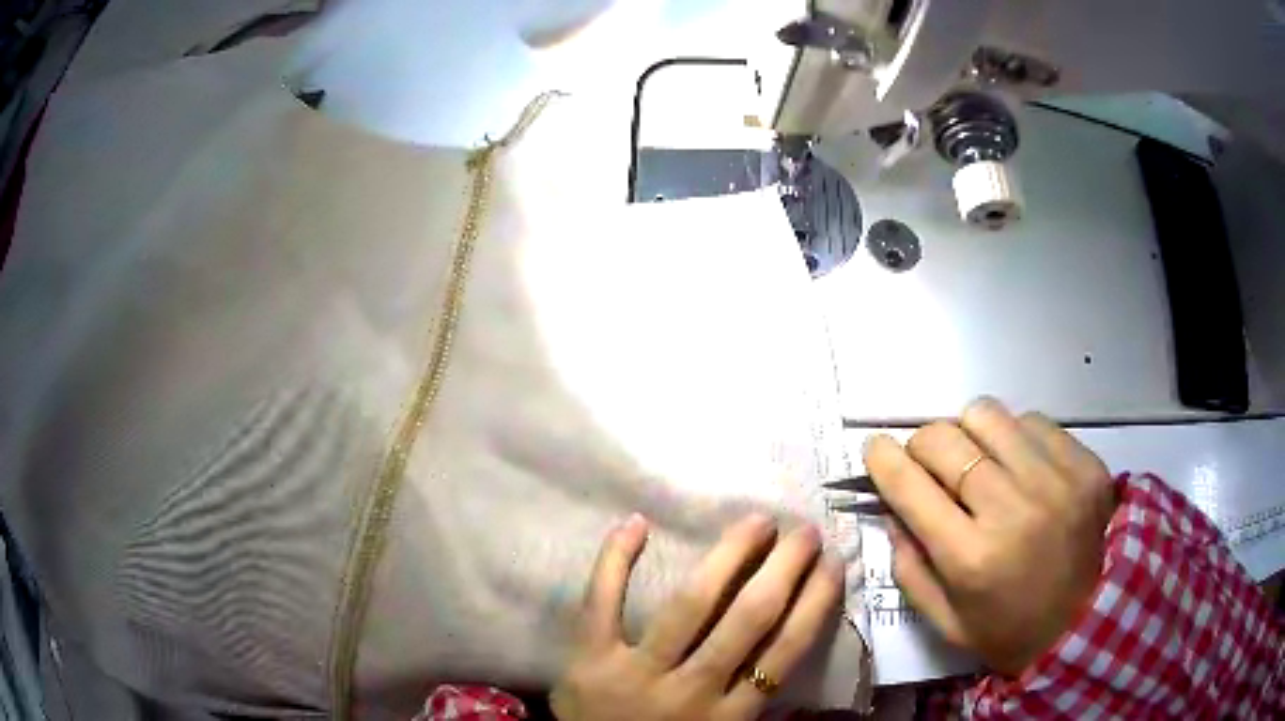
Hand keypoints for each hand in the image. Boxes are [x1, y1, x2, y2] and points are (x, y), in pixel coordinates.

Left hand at [551, 514, 842, 720]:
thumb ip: (760, 713)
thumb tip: (802, 675)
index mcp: (730, 715)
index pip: (785, 651)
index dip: (814, 603)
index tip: (832, 565)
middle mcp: (693, 690)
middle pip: (750, 619)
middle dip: (785, 569)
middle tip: (803, 531)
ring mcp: (638, 672)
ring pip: (691, 604)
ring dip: (729, 555)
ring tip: (757, 521)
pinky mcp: (589, 659)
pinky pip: (601, 601)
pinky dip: (615, 560)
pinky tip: (636, 522)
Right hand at [864, 398, 1116, 675]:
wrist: (1086, 623)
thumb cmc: (1007, 630)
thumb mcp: (944, 620)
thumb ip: (909, 566)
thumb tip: (892, 507)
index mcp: (971, 558)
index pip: (911, 487)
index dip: (883, 460)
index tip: (875, 449)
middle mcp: (1012, 510)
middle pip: (945, 438)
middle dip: (923, 446)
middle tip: (929, 465)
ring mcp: (1055, 480)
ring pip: (987, 415)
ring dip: (970, 435)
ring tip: (979, 462)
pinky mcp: (1085, 464)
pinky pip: (1033, 421)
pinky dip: (1015, 438)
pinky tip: (1021, 468)